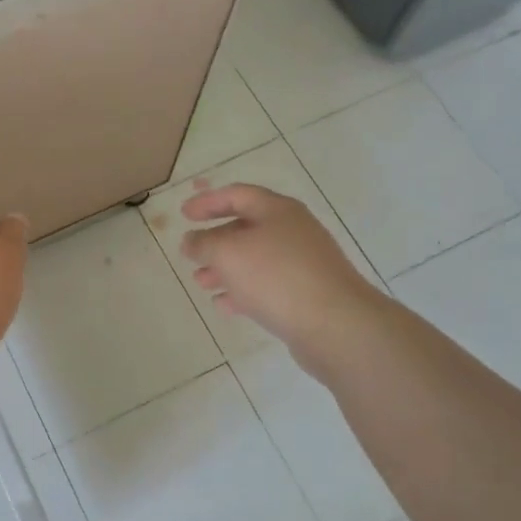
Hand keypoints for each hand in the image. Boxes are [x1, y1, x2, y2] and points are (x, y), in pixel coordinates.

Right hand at [179, 182, 381, 368]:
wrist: (336, 326)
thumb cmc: (277, 277)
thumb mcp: (228, 253)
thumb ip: (203, 243)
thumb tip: (191, 240)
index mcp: (277, 211)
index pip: (237, 194)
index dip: (208, 201)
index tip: (184, 214)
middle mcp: (293, 231)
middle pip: (247, 227)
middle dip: (215, 240)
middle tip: (190, 252)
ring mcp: (303, 263)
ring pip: (255, 259)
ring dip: (225, 268)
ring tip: (200, 282)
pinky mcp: (307, 294)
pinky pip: (268, 286)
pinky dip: (243, 291)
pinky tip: (224, 305)